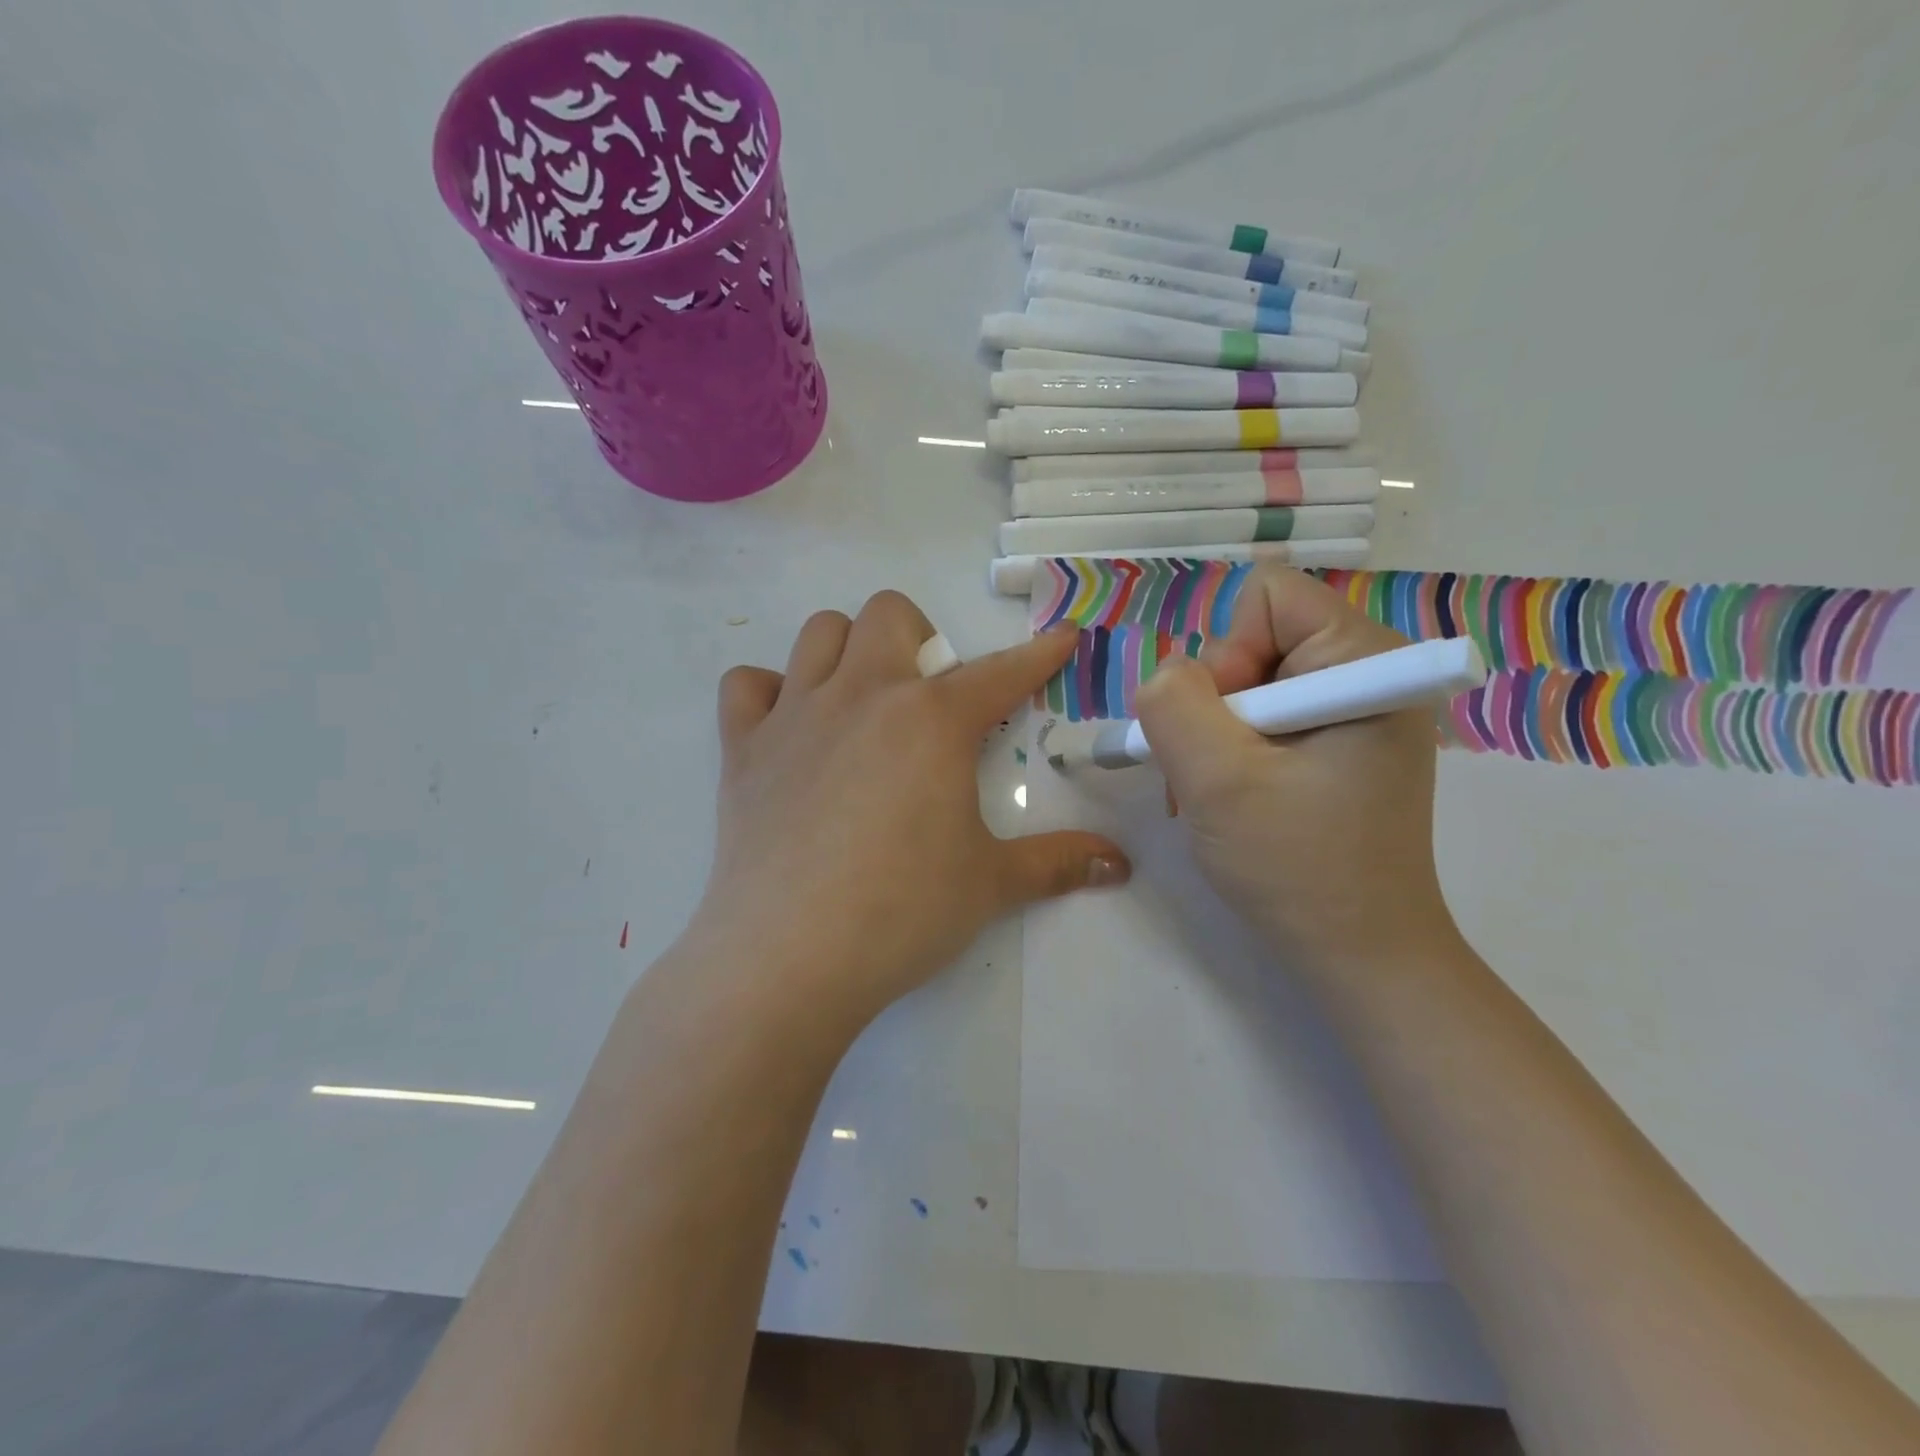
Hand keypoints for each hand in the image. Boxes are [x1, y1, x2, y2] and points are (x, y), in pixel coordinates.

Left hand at [683, 591, 1129, 1027]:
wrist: (789, 956)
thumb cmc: (903, 912)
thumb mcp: (992, 885)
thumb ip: (1059, 863)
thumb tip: (1121, 863)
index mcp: (931, 720)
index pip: (999, 672)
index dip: (1038, 654)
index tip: (1060, 640)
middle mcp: (862, 695)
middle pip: (888, 614)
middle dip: (918, 637)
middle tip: (928, 696)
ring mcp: (794, 716)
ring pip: (818, 633)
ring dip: (847, 651)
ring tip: (862, 702)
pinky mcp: (741, 749)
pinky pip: (746, 686)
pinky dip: (768, 694)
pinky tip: (789, 732)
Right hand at [1133, 567, 1459, 980]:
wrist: (1358, 955)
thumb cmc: (1296, 865)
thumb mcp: (1217, 779)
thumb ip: (1174, 703)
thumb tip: (1168, 674)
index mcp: (1364, 660)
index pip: (1268, 597)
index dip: (1228, 654)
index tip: (1230, 726)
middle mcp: (1368, 672)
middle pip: (1253, 640)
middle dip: (1215, 705)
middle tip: (1211, 771)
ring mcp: (1354, 711)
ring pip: (1246, 684)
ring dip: (1212, 738)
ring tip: (1213, 796)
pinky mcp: (1338, 745)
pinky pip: (1261, 719)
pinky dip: (1230, 755)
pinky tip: (1229, 800)